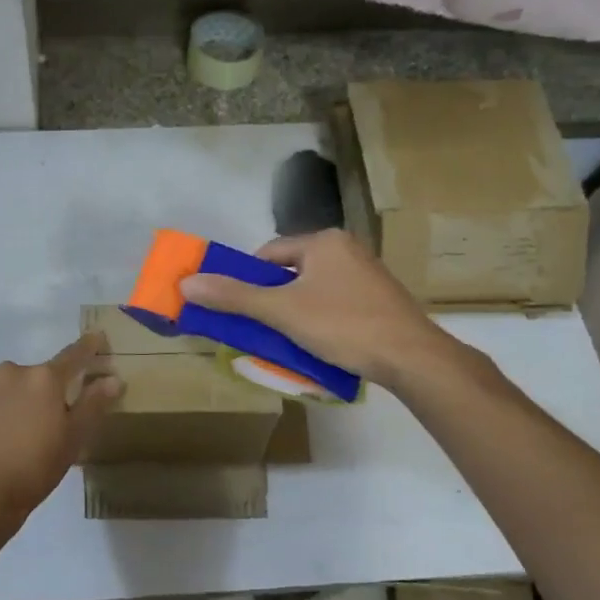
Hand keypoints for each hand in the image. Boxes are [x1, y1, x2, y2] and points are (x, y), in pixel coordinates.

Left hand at [0, 331, 122, 528]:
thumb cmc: (35, 468)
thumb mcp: (73, 439)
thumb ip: (93, 404)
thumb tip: (114, 378)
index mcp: (45, 378)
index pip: (74, 355)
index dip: (89, 346)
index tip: (97, 337)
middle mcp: (13, 370)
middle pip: (38, 375)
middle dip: (45, 391)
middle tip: (46, 422)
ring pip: (10, 384)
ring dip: (17, 397)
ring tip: (15, 431)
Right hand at [178, 229, 452, 387]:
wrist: (413, 358)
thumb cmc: (343, 325)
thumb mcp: (282, 312)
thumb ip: (235, 296)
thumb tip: (187, 282)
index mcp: (324, 241)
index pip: (269, 254)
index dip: (249, 281)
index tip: (242, 311)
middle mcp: (347, 249)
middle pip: (292, 272)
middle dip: (274, 301)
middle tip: (263, 330)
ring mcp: (368, 275)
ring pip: (315, 291)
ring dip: (297, 313)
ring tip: (290, 342)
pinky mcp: (381, 300)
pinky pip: (337, 304)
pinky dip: (322, 321)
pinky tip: (322, 345)